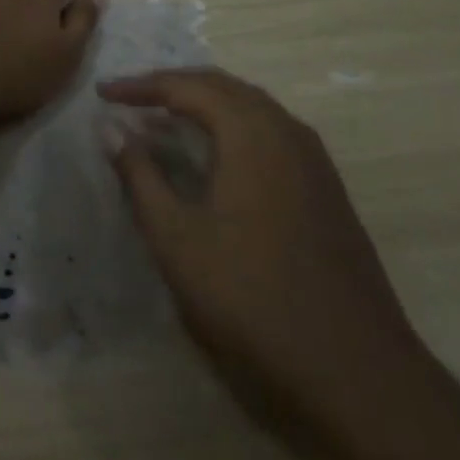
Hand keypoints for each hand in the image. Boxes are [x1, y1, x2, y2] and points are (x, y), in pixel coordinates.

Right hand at [104, 69, 425, 437]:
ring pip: (251, 108)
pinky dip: (233, 127)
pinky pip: (271, 133)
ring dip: (205, 104)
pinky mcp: (327, 190)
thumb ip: (140, 175)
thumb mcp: (177, 237)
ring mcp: (314, 160)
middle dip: (173, 86)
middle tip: (131, 99)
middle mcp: (287, 131)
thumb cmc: (252, 298)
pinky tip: (216, 156)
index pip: (186, 86)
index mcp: (251, 132)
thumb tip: (109, 127)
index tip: (102, 93)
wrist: (357, 373)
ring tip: (166, 118)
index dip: (140, 86)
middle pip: (222, 87)